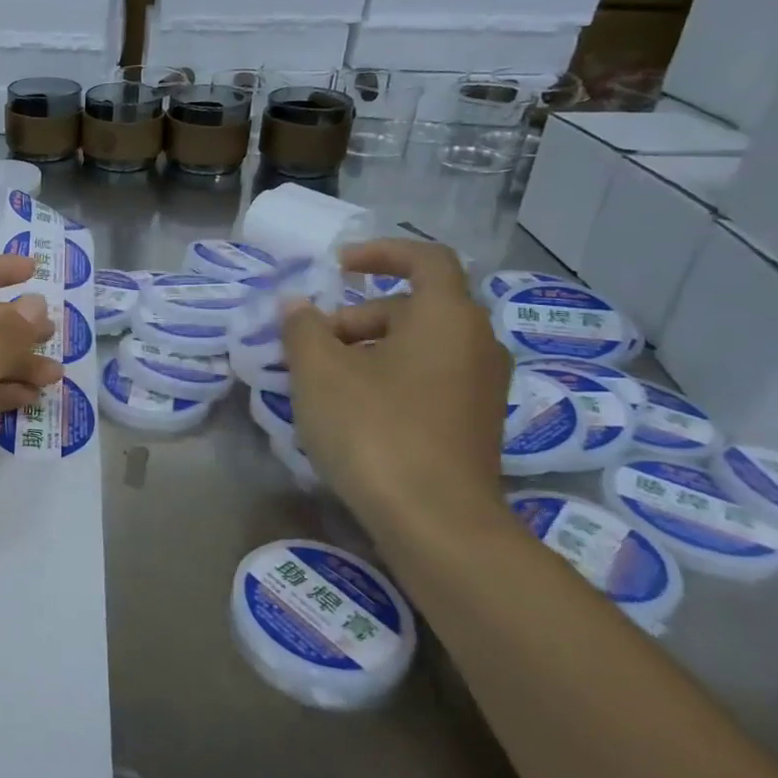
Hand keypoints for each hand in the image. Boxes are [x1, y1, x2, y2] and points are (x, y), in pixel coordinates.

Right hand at [281, 239, 513, 546]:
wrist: (438, 524)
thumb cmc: (375, 430)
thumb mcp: (319, 373)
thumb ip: (303, 328)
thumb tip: (296, 306)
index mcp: (447, 318)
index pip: (425, 260)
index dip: (380, 253)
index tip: (338, 267)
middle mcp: (476, 344)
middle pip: (413, 308)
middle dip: (357, 318)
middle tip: (312, 345)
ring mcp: (481, 388)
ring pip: (419, 347)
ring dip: (369, 350)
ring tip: (323, 381)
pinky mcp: (475, 425)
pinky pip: (428, 379)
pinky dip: (390, 378)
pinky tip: (353, 412)